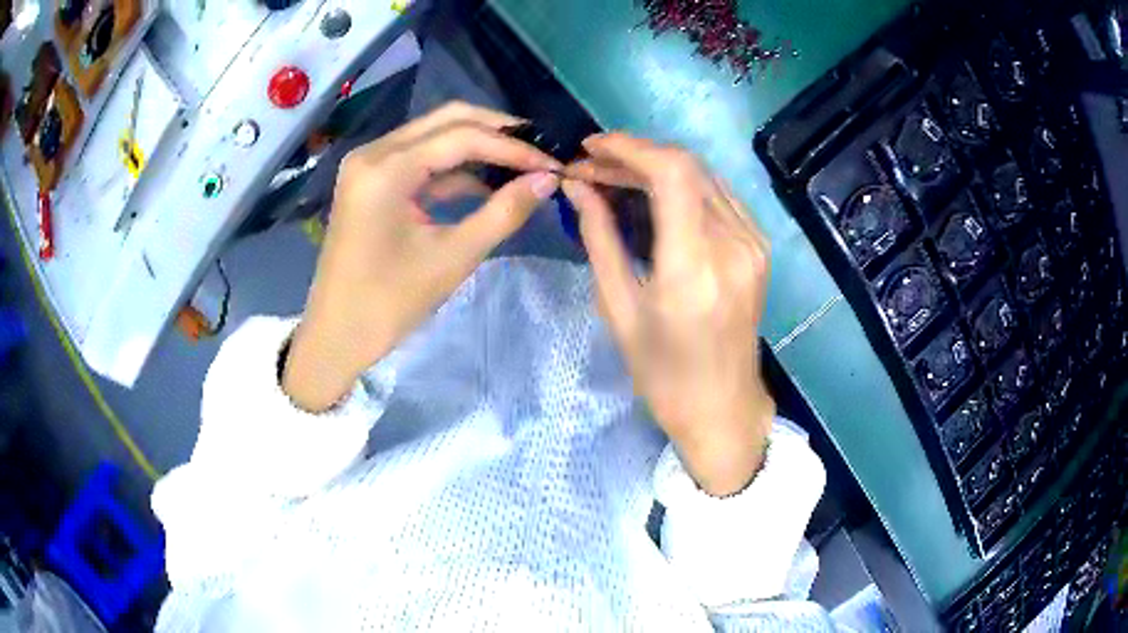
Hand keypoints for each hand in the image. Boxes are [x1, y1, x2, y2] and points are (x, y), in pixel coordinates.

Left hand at [284, 103, 561, 411]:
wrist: (338, 335)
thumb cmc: (390, 303)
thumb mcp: (453, 257)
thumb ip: (504, 212)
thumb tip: (549, 179)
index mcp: (386, 168)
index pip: (462, 136)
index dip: (512, 148)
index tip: (553, 164)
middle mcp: (374, 152)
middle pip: (447, 120)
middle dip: (497, 132)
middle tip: (539, 151)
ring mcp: (369, 164)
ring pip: (434, 135)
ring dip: (477, 146)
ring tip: (521, 165)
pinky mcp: (371, 180)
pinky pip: (419, 159)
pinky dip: (453, 168)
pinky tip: (486, 183)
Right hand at [563, 134, 774, 496]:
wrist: (723, 407)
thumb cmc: (663, 374)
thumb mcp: (620, 309)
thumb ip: (600, 239)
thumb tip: (578, 187)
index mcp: (694, 266)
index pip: (670, 173)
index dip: (628, 148)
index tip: (590, 149)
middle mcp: (733, 244)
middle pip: (687, 166)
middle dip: (635, 155)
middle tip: (593, 167)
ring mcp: (753, 244)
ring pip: (704, 176)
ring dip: (658, 167)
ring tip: (615, 177)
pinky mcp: (759, 247)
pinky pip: (719, 196)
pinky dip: (684, 184)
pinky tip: (655, 195)